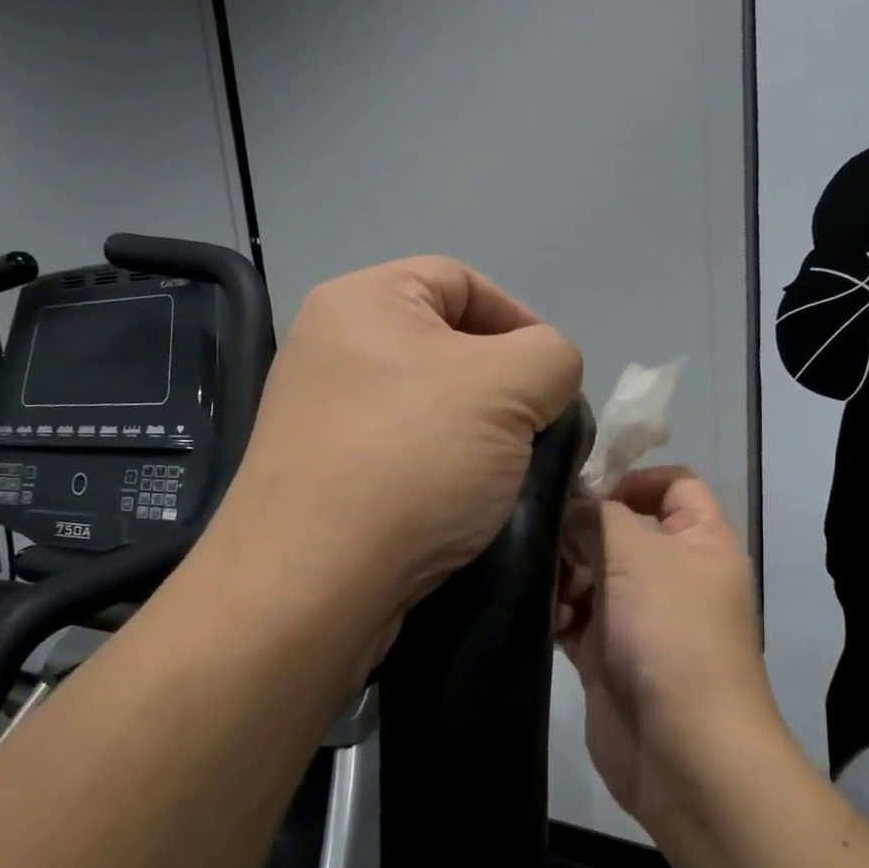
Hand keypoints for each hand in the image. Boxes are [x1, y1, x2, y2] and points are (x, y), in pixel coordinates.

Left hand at [213, 257, 582, 651]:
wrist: (312, 586)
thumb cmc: (410, 462)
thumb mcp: (509, 385)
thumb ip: (553, 356)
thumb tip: (546, 381)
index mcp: (362, 301)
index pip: (463, 281)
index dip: (522, 321)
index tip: (556, 382)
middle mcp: (332, 350)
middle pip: (449, 349)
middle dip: (507, 390)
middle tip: (541, 435)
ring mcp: (324, 419)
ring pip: (432, 410)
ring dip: (482, 440)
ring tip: (512, 478)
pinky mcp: (327, 479)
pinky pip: (407, 458)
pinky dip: (446, 475)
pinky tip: (470, 508)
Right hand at [558, 468, 778, 825]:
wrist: (682, 750)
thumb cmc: (670, 634)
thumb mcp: (637, 557)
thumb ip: (599, 518)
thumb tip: (573, 506)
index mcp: (700, 544)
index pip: (676, 487)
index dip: (634, 479)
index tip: (585, 489)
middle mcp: (673, 577)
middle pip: (622, 532)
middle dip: (582, 532)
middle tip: (545, 537)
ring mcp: (640, 619)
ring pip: (593, 576)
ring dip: (564, 575)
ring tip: (543, 584)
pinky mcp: (610, 656)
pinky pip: (577, 619)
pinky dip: (558, 614)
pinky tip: (542, 616)